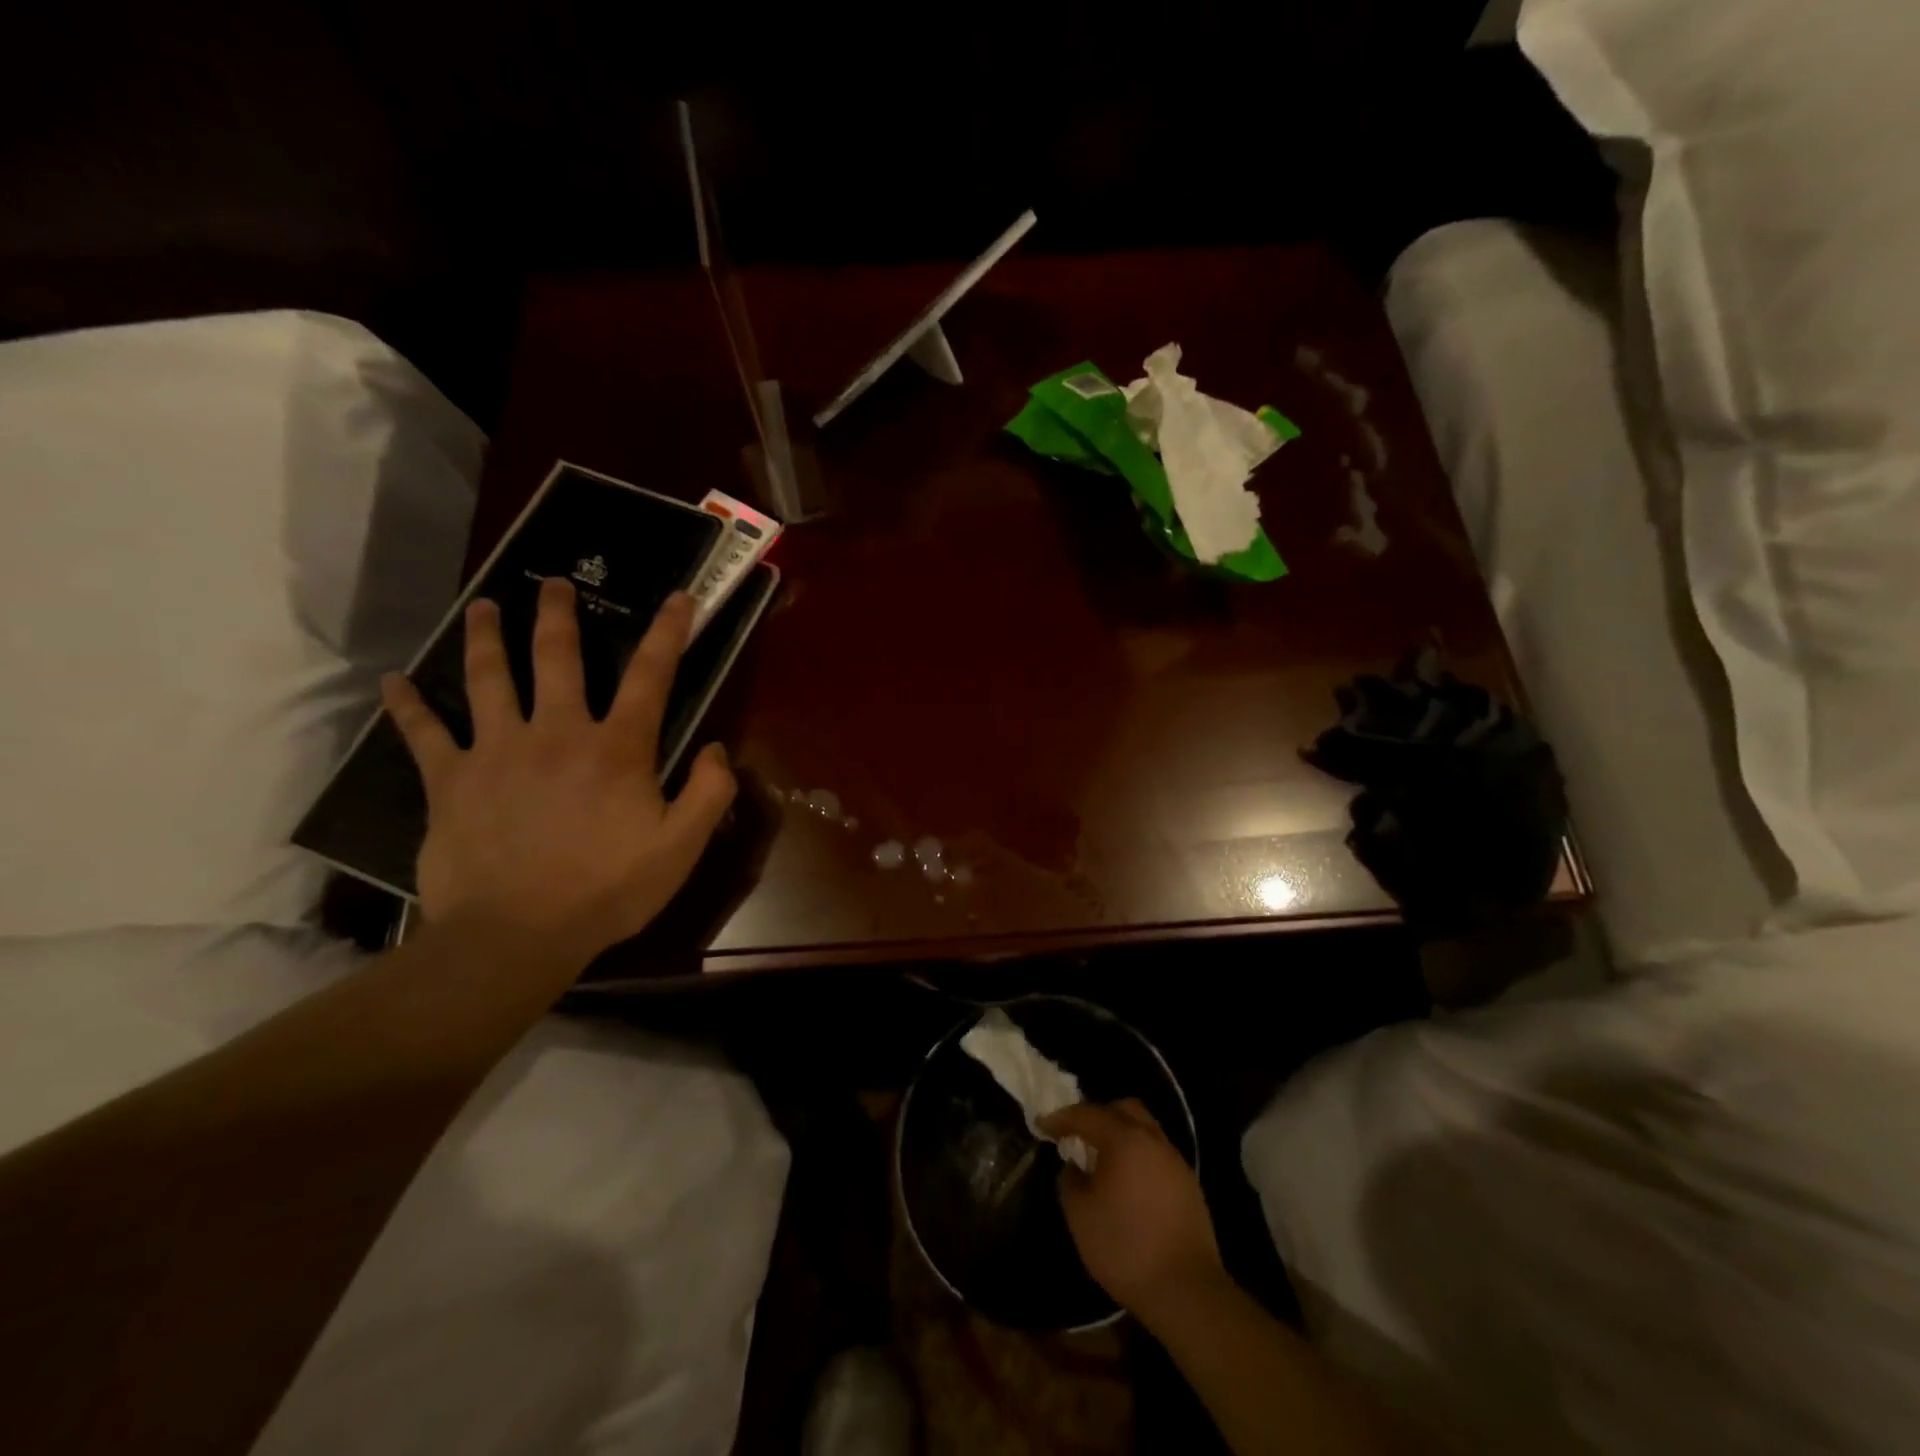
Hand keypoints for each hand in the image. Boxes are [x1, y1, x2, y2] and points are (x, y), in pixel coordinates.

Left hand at [381, 579, 735, 964]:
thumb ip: (710, 792)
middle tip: (554, 583)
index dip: (669, 632)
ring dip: (485, 637)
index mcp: (617, 747)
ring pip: (488, 678)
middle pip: (556, 657)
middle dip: (558, 615)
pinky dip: (408, 706)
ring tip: (481, 607)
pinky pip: (424, 734)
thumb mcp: (682, 847)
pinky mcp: (451, 781)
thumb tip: (718, 749)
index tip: (679, 597)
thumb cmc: (608, 890)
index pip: (651, 676)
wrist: (516, 936)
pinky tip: (393, 682)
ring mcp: (497, 751)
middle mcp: (557, 732)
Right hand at [1039, 1099, 1223, 1321]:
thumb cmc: (1125, 1248)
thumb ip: (1070, 1181)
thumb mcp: (1080, 1216)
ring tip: (1101, 1159)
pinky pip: (1157, 1154)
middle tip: (1077, 1134)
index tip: (1042, 1125)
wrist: (1187, 1291)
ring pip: (1144, 1129)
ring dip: (1120, 1134)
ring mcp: (1175, 1161)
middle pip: (1123, 1109)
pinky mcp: (1189, 1184)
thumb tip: (1074, 1166)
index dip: (1062, 1118)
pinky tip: (1128, 1181)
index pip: (1087, 1114)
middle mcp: (1153, 1140)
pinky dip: (1138, 1155)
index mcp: (1124, 1139)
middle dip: (1097, 1115)